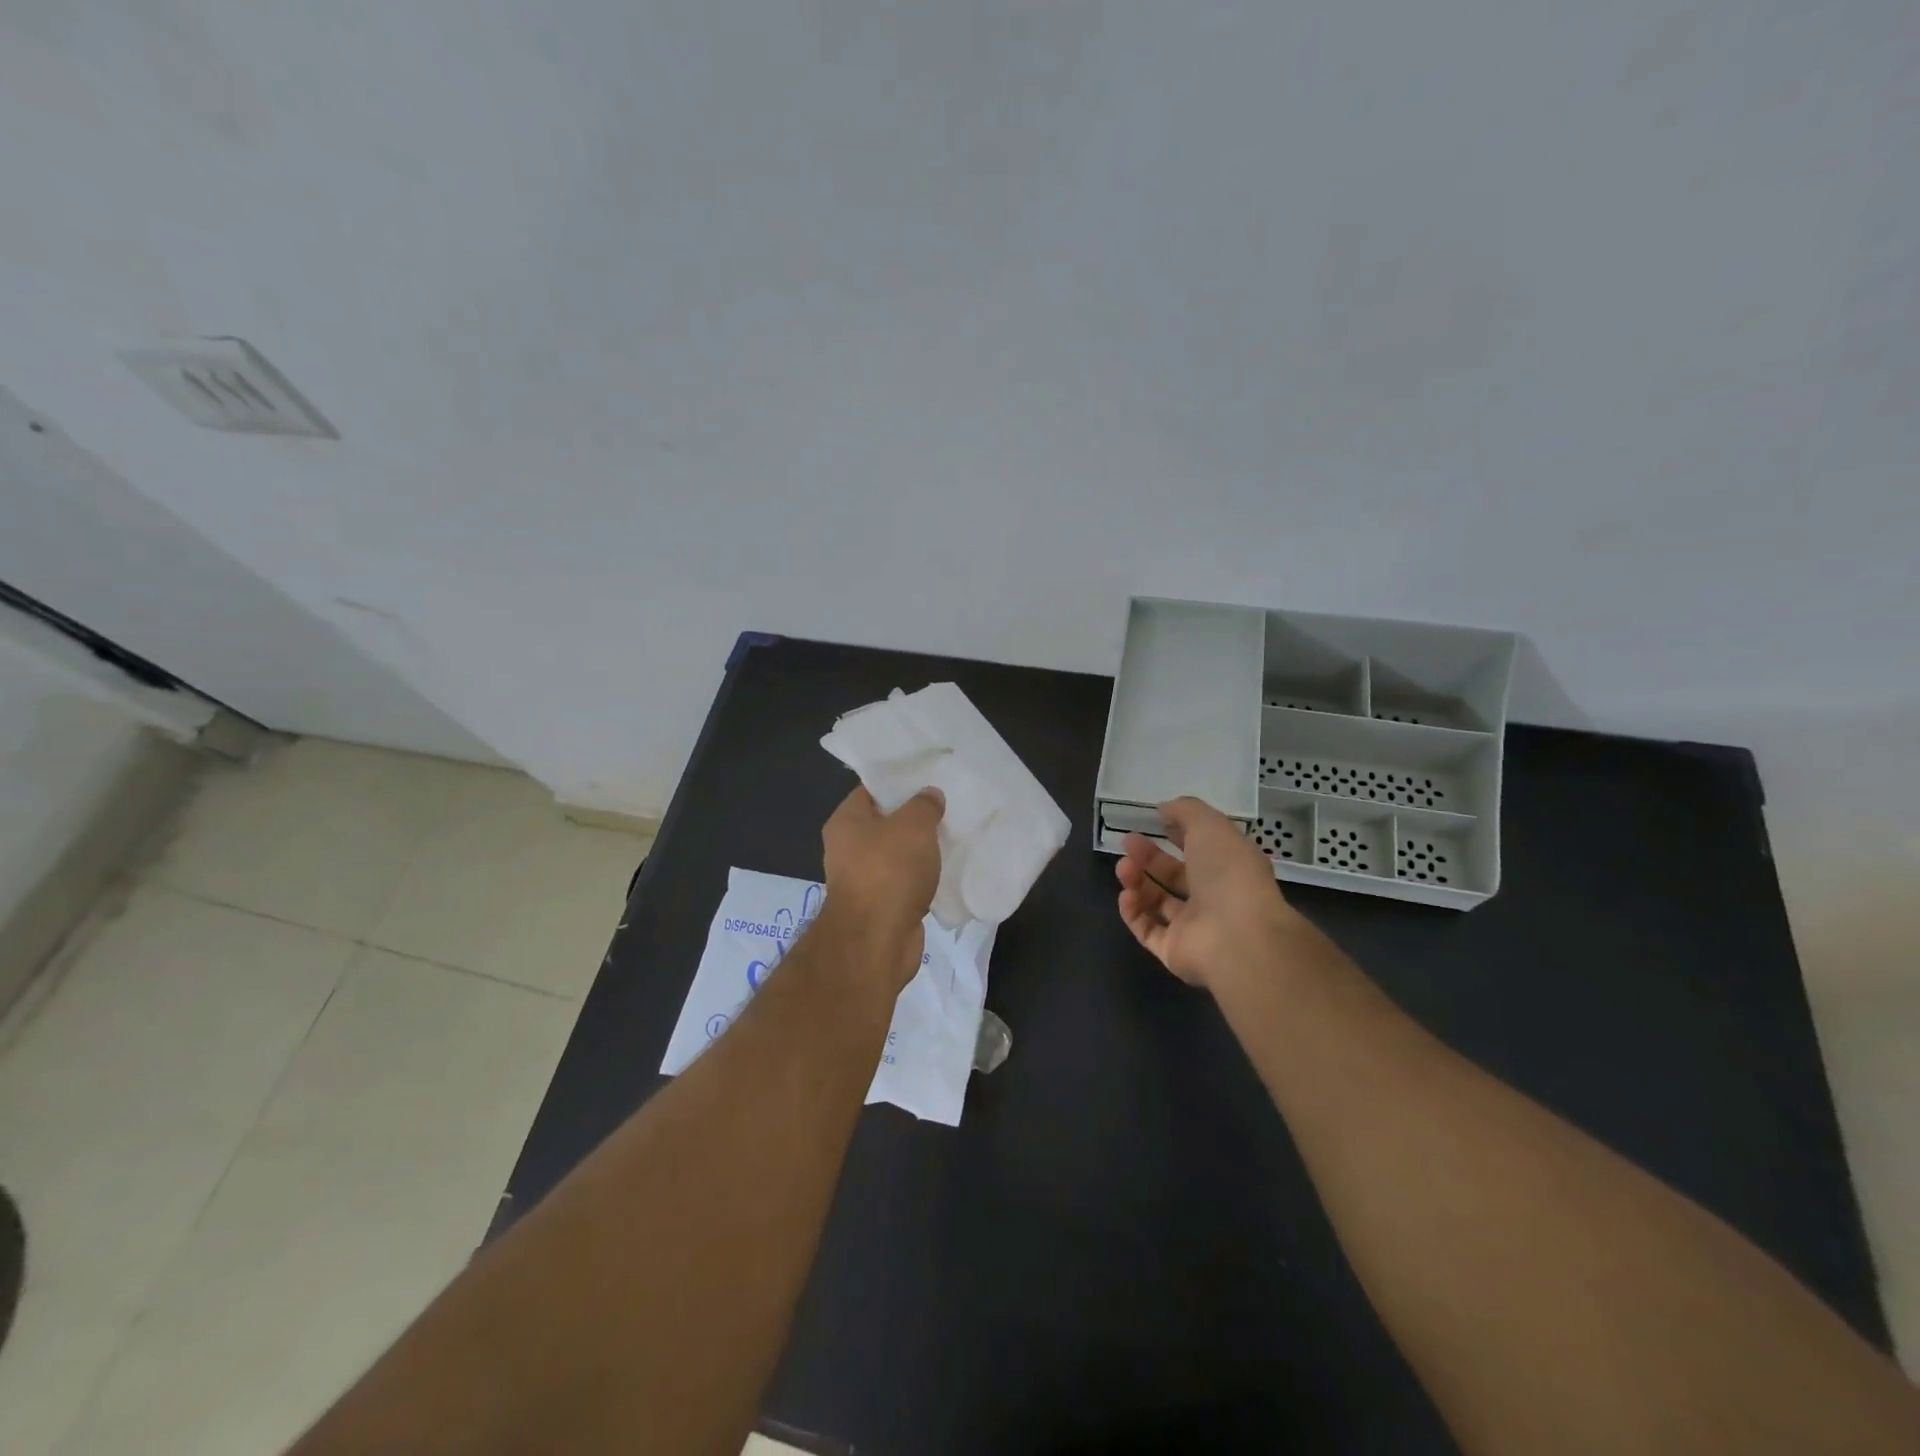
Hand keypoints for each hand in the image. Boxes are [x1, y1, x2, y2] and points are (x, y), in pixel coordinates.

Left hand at [820, 785, 944, 986]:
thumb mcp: (913, 825)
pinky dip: (924, 878)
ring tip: (954, 836)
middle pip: (886, 823)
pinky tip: (948, 871)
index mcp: (846, 821)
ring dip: (922, 851)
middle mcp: (848, 848)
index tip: (929, 778)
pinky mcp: (882, 906)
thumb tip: (930, 795)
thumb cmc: (889, 871)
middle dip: (916, 818)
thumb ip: (924, 805)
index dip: (900, 782)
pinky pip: (906, 882)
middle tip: (948, 807)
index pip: (872, 790)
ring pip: (898, 855)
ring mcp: (864, 880)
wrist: (877, 940)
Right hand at [1115, 797, 1300, 990]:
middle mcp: (1213, 897)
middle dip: (1149, 857)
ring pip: (1158, 902)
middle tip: (1126, 842)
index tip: (1155, 821)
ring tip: (1123, 868)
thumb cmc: (1228, 873)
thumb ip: (1186, 811)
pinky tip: (1126, 895)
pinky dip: (1133, 912)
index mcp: (1229, 867)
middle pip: (1175, 876)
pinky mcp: (1174, 952)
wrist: (1237, 936)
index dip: (1178, 834)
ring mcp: (1194, 927)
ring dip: (1137, 882)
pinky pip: (1148, 930)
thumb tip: (1164, 808)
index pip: (1201, 848)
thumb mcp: (1209, 825)